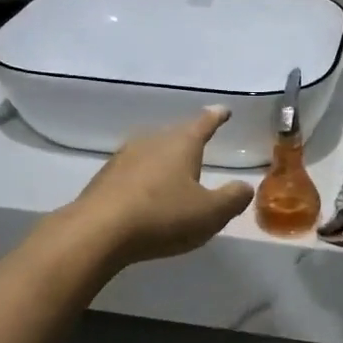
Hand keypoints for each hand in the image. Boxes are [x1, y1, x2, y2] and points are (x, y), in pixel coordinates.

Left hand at [61, 107, 252, 267]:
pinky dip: (145, 179)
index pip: (204, 123)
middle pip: (175, 135)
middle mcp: (152, 141)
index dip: (217, 117)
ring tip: (174, 172)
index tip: (224, 110)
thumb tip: (244, 186)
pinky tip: (146, 195)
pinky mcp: (105, 178)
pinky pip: (133, 171)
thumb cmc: (162, 216)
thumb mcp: (210, 213)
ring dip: (164, 160)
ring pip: (152, 151)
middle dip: (189, 140)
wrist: (97, 232)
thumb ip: (233, 198)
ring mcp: (124, 157)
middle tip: (201, 144)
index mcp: (181, 143)